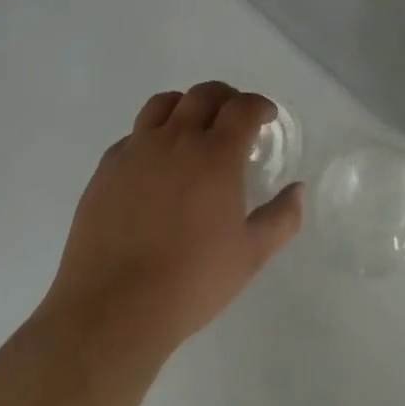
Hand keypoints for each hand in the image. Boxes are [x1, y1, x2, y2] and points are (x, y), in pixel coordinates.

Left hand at [39, 82, 303, 356]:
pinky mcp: (106, 169)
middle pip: (204, 94)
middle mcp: (177, 139)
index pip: (243, 107)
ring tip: (192, 128)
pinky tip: (154, 164)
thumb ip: (282, 218)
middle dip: (226, 98)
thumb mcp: (250, 255)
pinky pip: (133, 135)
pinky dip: (151, 136)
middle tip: (233, 119)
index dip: (259, 106)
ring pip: (164, 104)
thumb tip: (297, 190)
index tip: (265, 118)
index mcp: (216, 153)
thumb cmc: (190, 282)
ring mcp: (137, 150)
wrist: (112, 311)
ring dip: (185, 106)